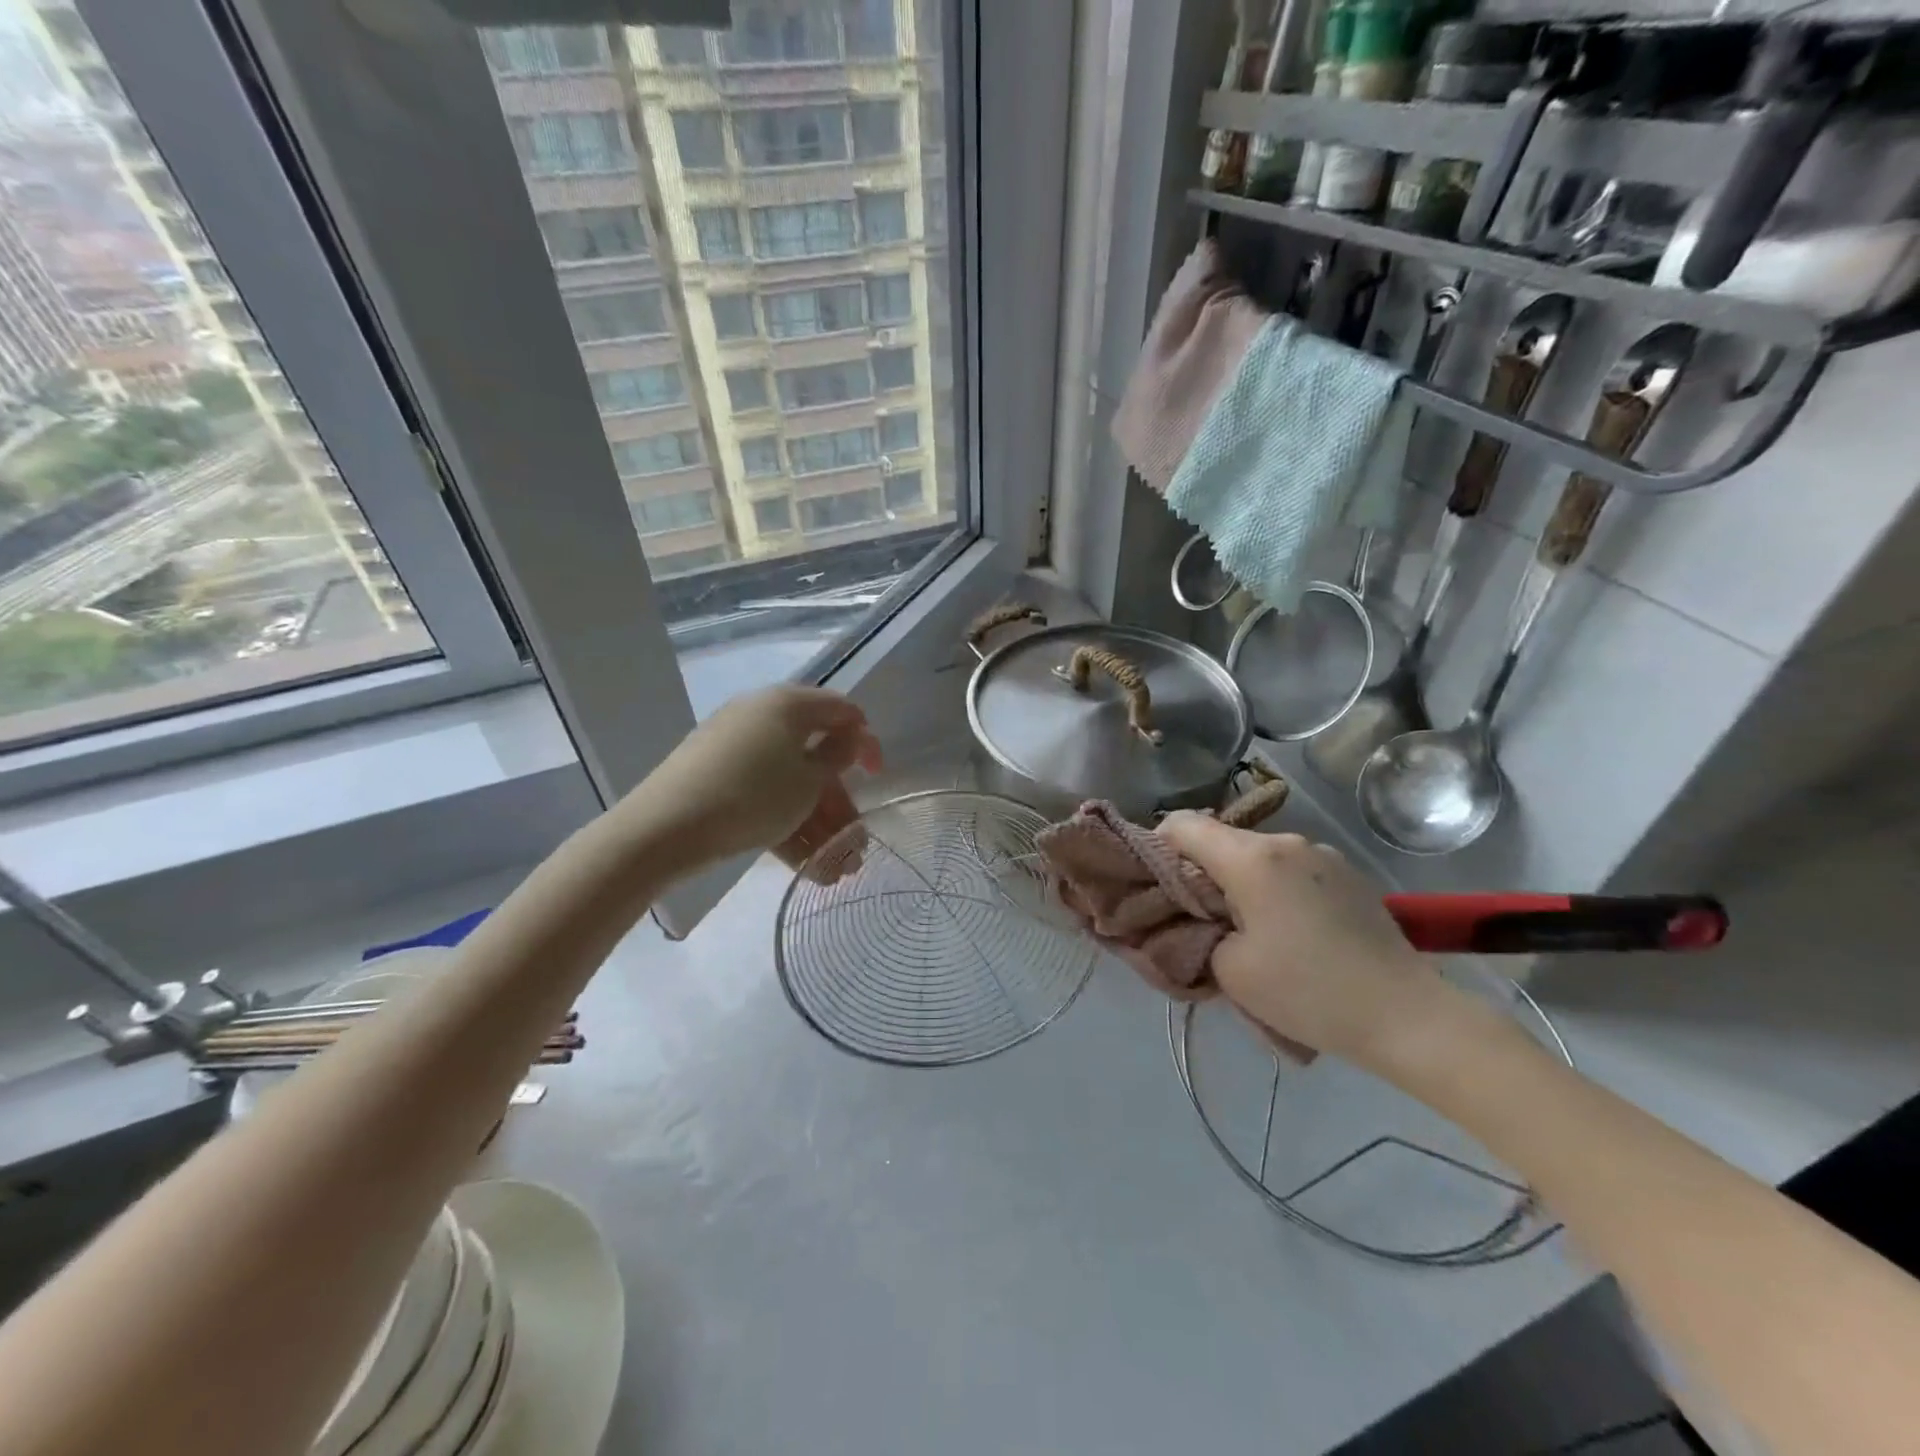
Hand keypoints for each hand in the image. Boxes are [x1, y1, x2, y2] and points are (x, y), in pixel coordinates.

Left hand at [625, 686, 882, 872]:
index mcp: (788, 704)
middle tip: (856, 843)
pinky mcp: (716, 778)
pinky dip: (786, 825)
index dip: (866, 743)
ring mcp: (735, 748)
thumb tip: (847, 740)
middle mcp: (762, 717)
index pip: (842, 711)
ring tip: (836, 871)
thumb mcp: (808, 781)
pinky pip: (763, 796)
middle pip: (815, 756)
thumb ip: (836, 758)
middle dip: (840, 804)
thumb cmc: (752, 795)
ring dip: (818, 825)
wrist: (663, 828)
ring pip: (790, 783)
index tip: (878, 778)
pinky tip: (807, 867)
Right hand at [1158, 814, 1469, 1068]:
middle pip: (1221, 841)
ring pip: (1257, 856)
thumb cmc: (1308, 992)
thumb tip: (1194, 916)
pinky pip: (1291, 870)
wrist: (1409, 1017)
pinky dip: (1273, 890)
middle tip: (1196, 919)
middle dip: (1199, 872)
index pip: (1183, 825)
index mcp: (1252, 858)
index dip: (1156, 846)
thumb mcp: (1229, 970)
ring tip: (1247, 932)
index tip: (1153, 884)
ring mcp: (1323, 855)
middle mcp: (1287, 842)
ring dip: (1239, 883)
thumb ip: (1195, 931)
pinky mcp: (1349, 875)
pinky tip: (1289, 933)